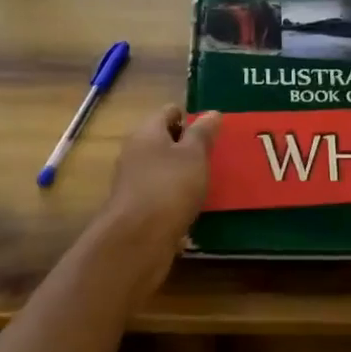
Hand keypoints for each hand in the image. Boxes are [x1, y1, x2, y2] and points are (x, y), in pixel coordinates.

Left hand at [101, 106, 221, 244]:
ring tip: (211, 181)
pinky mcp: (137, 207)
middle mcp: (136, 152)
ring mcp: (134, 181)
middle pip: (165, 140)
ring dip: (184, 173)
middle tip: (217, 155)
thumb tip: (212, 112)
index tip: (214, 129)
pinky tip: (194, 206)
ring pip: (163, 168)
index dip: (191, 116)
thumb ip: (203, 133)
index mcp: (147, 132)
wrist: (138, 239)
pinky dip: (177, 196)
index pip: (169, 112)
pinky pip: (161, 193)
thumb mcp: (194, 155)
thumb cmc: (169, 187)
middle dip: (189, 146)